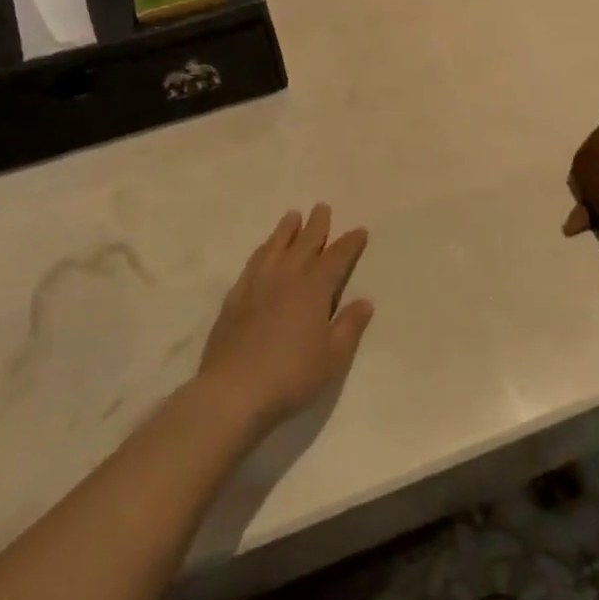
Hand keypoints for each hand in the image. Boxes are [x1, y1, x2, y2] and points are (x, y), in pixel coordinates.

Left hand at [197, 205, 372, 434]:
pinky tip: (263, 252)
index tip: (359, 231)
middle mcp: (285, 278)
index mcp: (314, 290)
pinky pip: (252, 263)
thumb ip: (349, 327)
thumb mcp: (333, 357)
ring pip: (274, 247)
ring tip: (292, 217)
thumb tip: (364, 301)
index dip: (349, 243)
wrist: (234, 391)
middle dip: (316, 225)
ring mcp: (256, 285)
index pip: (336, 258)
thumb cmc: (292, 376)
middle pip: (304, 243)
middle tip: (322, 208)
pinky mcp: (235, 298)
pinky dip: (262, 251)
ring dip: (286, 230)